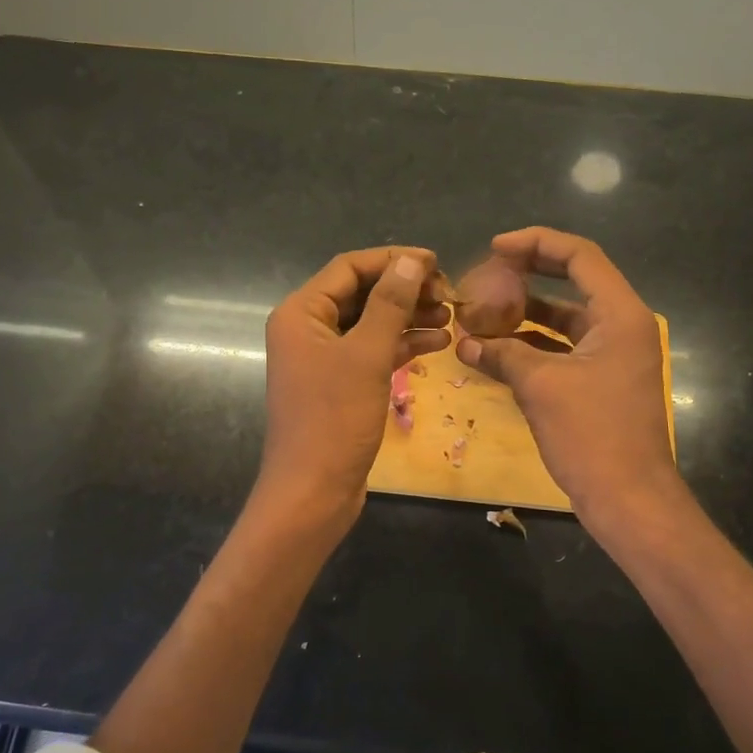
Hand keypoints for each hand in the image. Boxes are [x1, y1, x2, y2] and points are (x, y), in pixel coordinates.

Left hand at [257, 246, 450, 522]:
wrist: (313, 492)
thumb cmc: (335, 419)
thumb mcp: (366, 356)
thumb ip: (389, 304)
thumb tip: (410, 260)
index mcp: (301, 313)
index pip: (349, 267)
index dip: (393, 260)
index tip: (437, 263)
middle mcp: (307, 329)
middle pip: (362, 293)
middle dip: (405, 290)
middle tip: (449, 295)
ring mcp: (323, 358)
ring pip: (371, 323)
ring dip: (409, 317)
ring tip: (451, 317)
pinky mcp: (340, 384)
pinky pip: (373, 352)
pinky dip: (403, 345)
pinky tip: (439, 344)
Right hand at [455, 227, 684, 528]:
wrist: (629, 499)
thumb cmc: (592, 435)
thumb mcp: (541, 387)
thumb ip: (502, 354)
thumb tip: (464, 341)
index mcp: (619, 315)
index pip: (580, 256)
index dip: (536, 243)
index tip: (494, 248)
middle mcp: (620, 327)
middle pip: (573, 281)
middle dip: (528, 274)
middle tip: (486, 271)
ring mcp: (611, 356)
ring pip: (564, 319)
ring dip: (525, 313)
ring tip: (481, 311)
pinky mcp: (599, 382)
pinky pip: (561, 350)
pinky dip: (531, 346)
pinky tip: (494, 350)